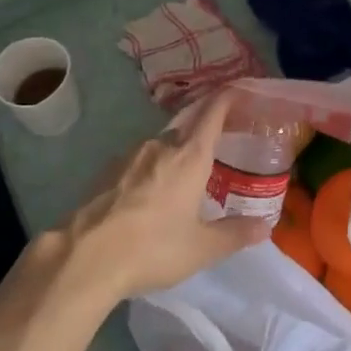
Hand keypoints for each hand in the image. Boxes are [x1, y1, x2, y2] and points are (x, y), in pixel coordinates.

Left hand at [64, 89, 268, 300]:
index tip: (240, 93)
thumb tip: (265, 226)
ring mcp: (129, 156)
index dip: (228, 98)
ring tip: (181, 186)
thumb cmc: (153, 247)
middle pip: (188, 131)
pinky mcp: (106, 171)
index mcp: (190, 156)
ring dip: (173, 160)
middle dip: (202, 140)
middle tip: (216, 159)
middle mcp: (161, 145)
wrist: (85, 257)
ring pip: (160, 148)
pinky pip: (137, 163)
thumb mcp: (202, 248)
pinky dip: (149, 173)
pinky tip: (147, 200)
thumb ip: (235, 234)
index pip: (213, 112)